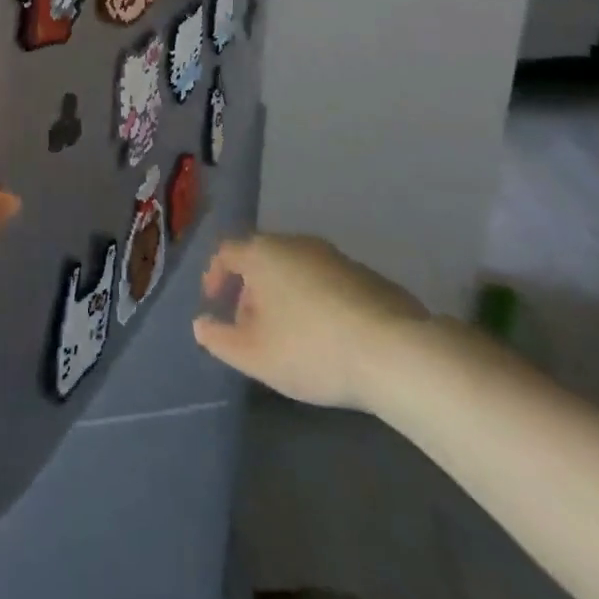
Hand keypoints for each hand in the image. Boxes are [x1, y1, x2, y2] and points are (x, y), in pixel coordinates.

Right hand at [192, 234, 427, 409]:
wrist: (397, 353)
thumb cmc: (311, 349)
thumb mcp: (254, 355)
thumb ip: (219, 340)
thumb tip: (201, 325)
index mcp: (262, 253)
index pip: (226, 252)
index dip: (215, 276)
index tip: (214, 303)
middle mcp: (296, 243)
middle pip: (262, 259)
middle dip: (251, 291)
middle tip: (251, 326)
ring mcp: (336, 257)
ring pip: (296, 271)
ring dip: (285, 297)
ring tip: (290, 336)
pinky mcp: (369, 276)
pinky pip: (328, 283)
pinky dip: (317, 302)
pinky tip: (329, 338)